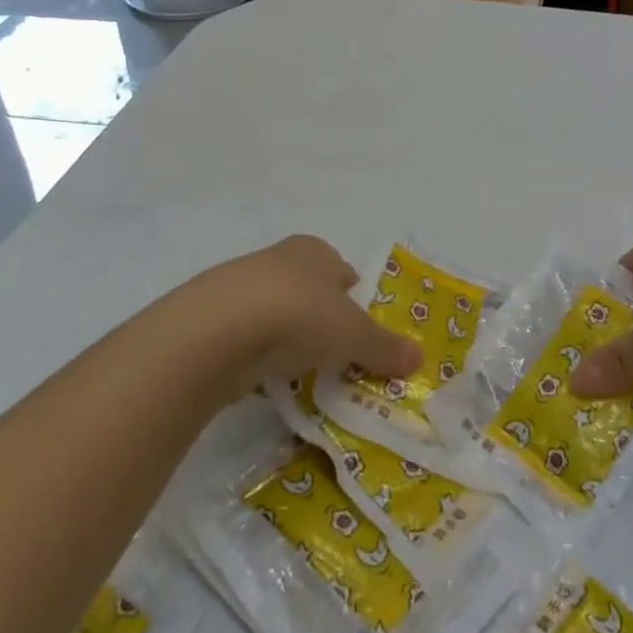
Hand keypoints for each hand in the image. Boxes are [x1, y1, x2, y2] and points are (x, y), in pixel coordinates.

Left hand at [170, 235, 421, 395]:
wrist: (218, 330)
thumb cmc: (300, 314)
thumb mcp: (354, 334)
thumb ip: (384, 347)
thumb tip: (419, 359)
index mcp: (315, 251)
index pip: (342, 273)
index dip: (355, 302)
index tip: (362, 336)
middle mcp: (278, 260)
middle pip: (310, 294)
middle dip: (323, 323)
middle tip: (338, 359)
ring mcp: (241, 289)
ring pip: (277, 317)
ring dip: (289, 342)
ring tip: (304, 375)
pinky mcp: (213, 321)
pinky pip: (248, 341)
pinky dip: (259, 359)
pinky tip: (267, 381)